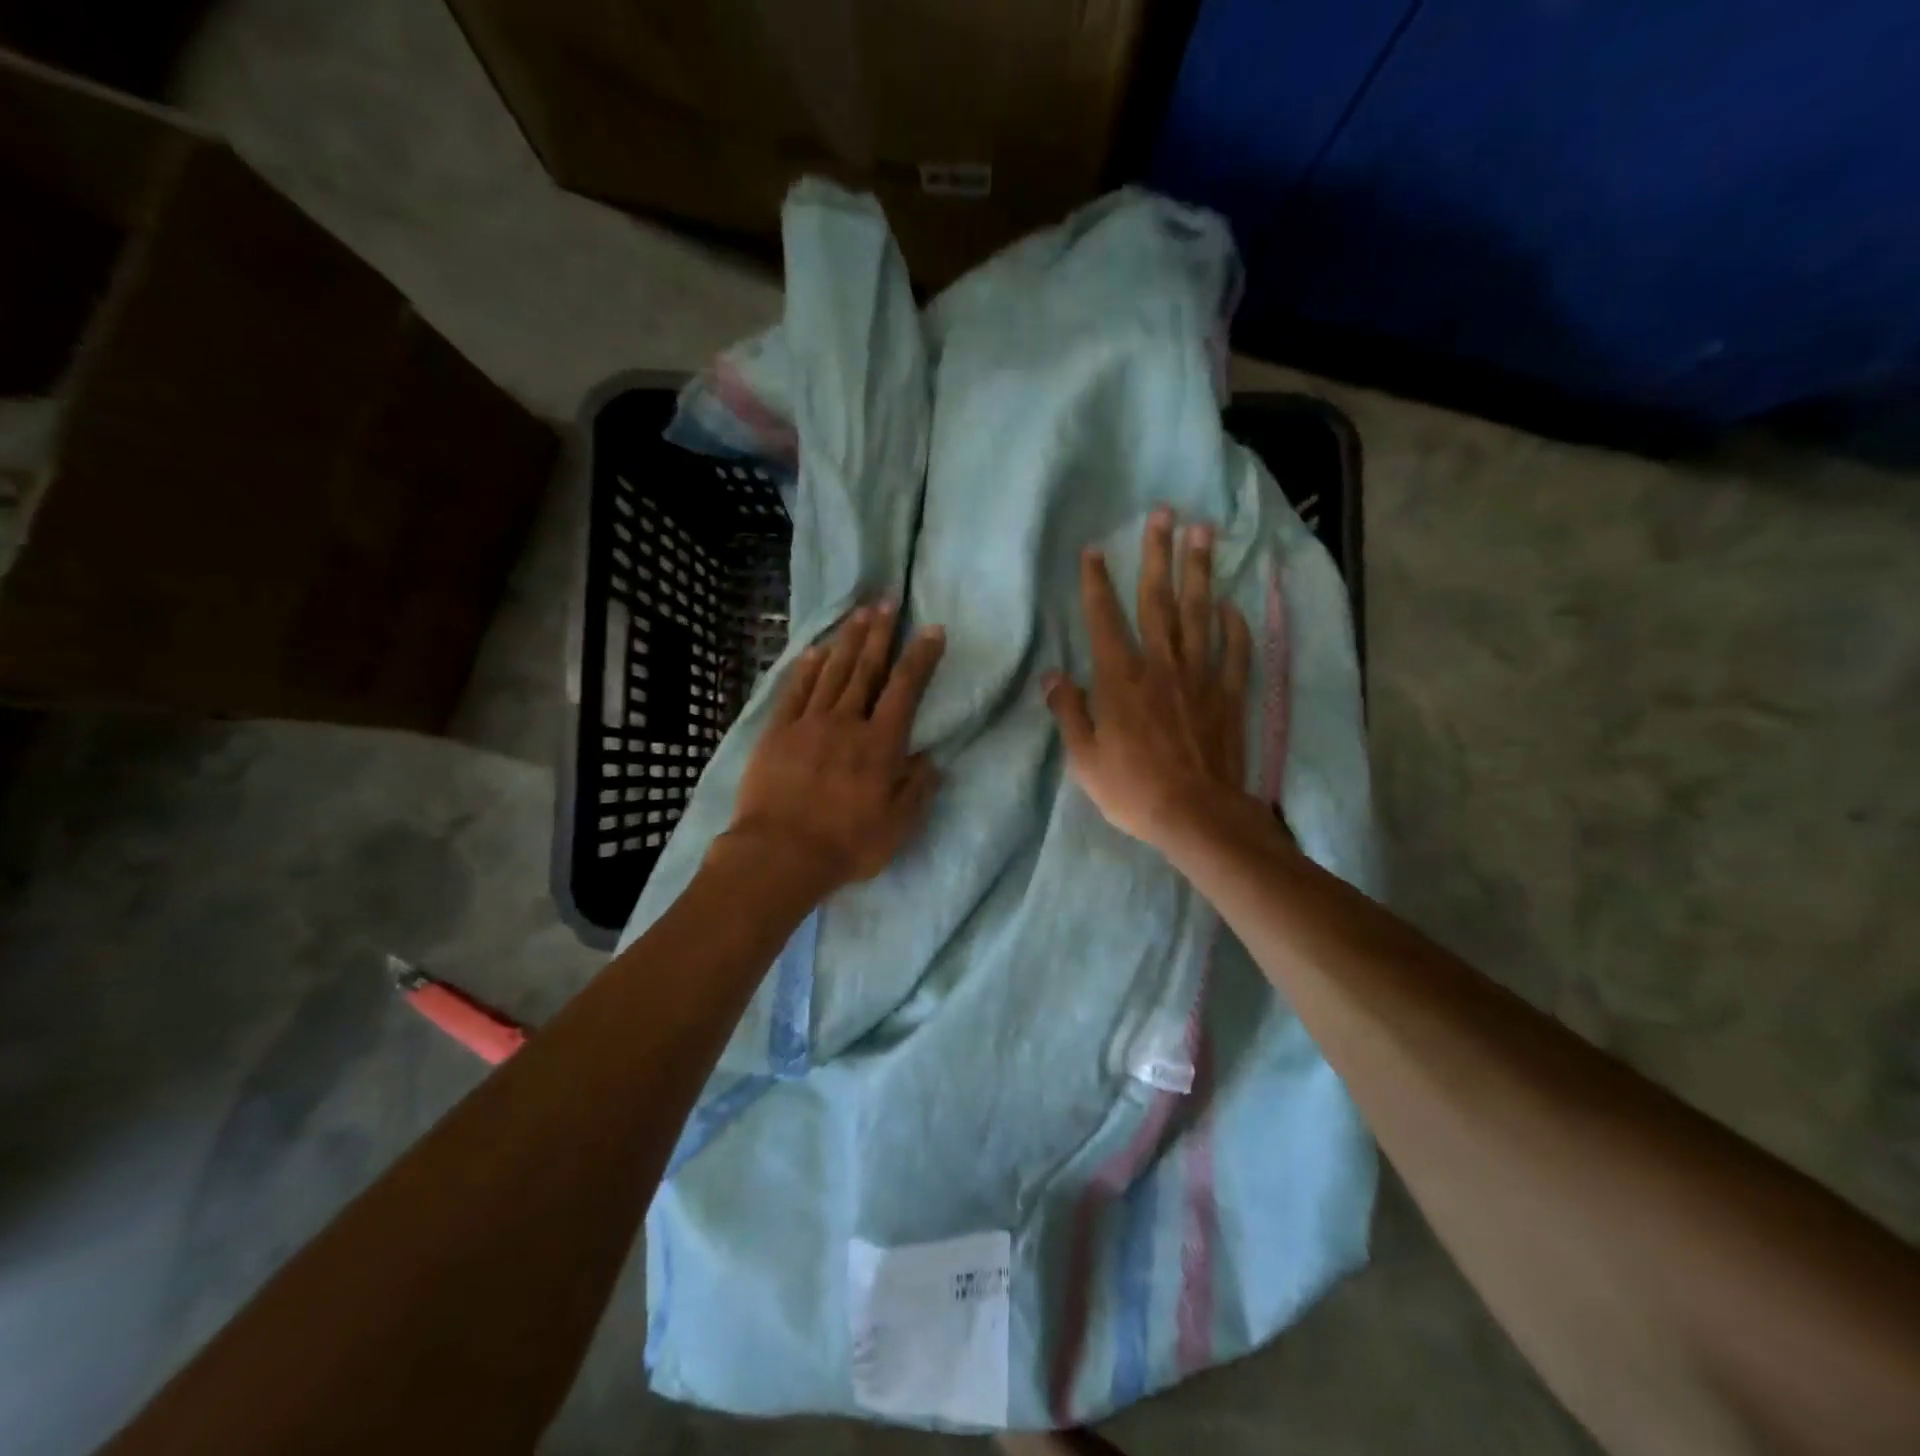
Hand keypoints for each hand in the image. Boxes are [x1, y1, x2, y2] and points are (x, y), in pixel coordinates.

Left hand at [726, 602, 945, 894]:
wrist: (781, 854)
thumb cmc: (847, 843)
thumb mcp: (898, 825)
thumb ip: (917, 788)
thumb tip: (929, 758)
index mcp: (881, 744)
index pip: (905, 689)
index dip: (920, 657)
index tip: (931, 629)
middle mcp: (847, 723)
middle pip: (866, 669)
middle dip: (880, 633)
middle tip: (887, 601)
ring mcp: (809, 724)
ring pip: (833, 673)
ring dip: (847, 641)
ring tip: (859, 613)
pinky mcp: (778, 733)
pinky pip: (795, 692)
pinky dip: (806, 669)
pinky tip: (815, 651)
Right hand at [1044, 508, 1257, 851]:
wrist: (1196, 815)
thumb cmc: (1132, 789)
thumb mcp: (1084, 758)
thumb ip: (1068, 712)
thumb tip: (1052, 677)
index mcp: (1119, 679)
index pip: (1104, 618)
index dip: (1097, 582)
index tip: (1095, 549)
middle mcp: (1160, 665)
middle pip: (1158, 600)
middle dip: (1158, 554)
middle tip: (1164, 513)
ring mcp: (1200, 676)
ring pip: (1199, 613)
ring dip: (1200, 571)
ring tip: (1204, 533)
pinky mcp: (1229, 693)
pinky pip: (1235, 649)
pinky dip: (1235, 624)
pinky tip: (1232, 604)